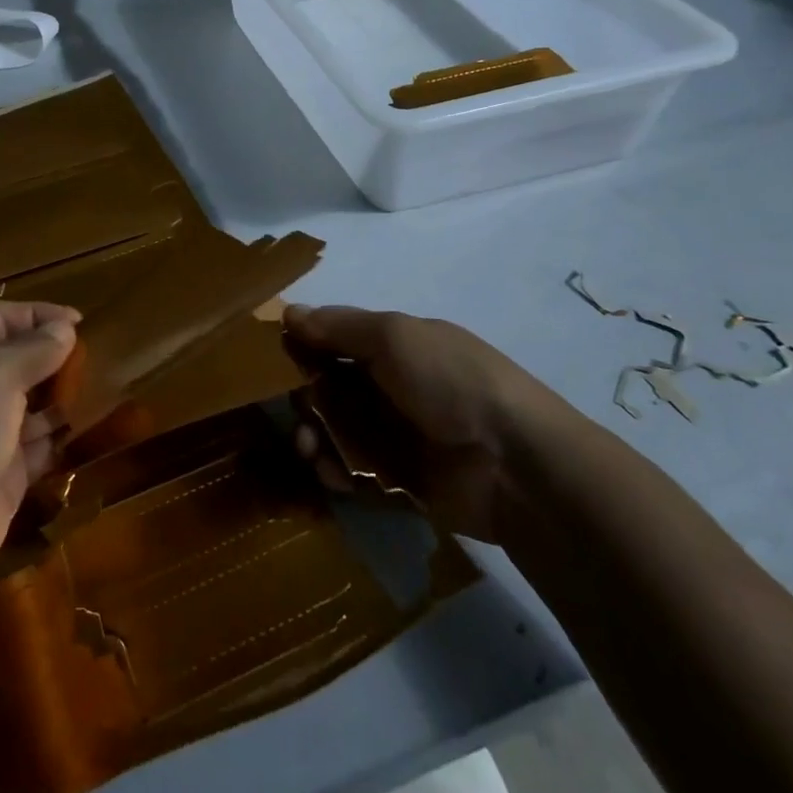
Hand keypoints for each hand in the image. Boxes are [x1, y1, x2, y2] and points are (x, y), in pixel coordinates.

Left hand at [0, 300, 79, 599]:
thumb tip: (64, 329)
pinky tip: (90, 431)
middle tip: (98, 360)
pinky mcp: (3, 475)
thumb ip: (36, 348)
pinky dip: (61, 439)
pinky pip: (39, 448)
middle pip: (18, 360)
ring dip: (63, 398)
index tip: (80, 323)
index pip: (0, 318)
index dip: (38, 314)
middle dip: (55, 358)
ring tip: (104, 391)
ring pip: (31, 405)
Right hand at [283, 305, 561, 542]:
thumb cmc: (451, 382)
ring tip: (310, 449)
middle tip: (297, 411)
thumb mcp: (394, 337)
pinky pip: (355, 471)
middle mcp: (395, 387)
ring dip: (315, 436)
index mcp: (398, 346)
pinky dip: (337, 471)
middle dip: (306, 397)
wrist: (516, 466)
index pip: (339, 340)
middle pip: (332, 388)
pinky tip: (332, 474)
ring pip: (338, 431)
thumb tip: (289, 311)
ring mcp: (399, 435)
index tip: (276, 355)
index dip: (308, 345)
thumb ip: (339, 326)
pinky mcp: (401, 481)